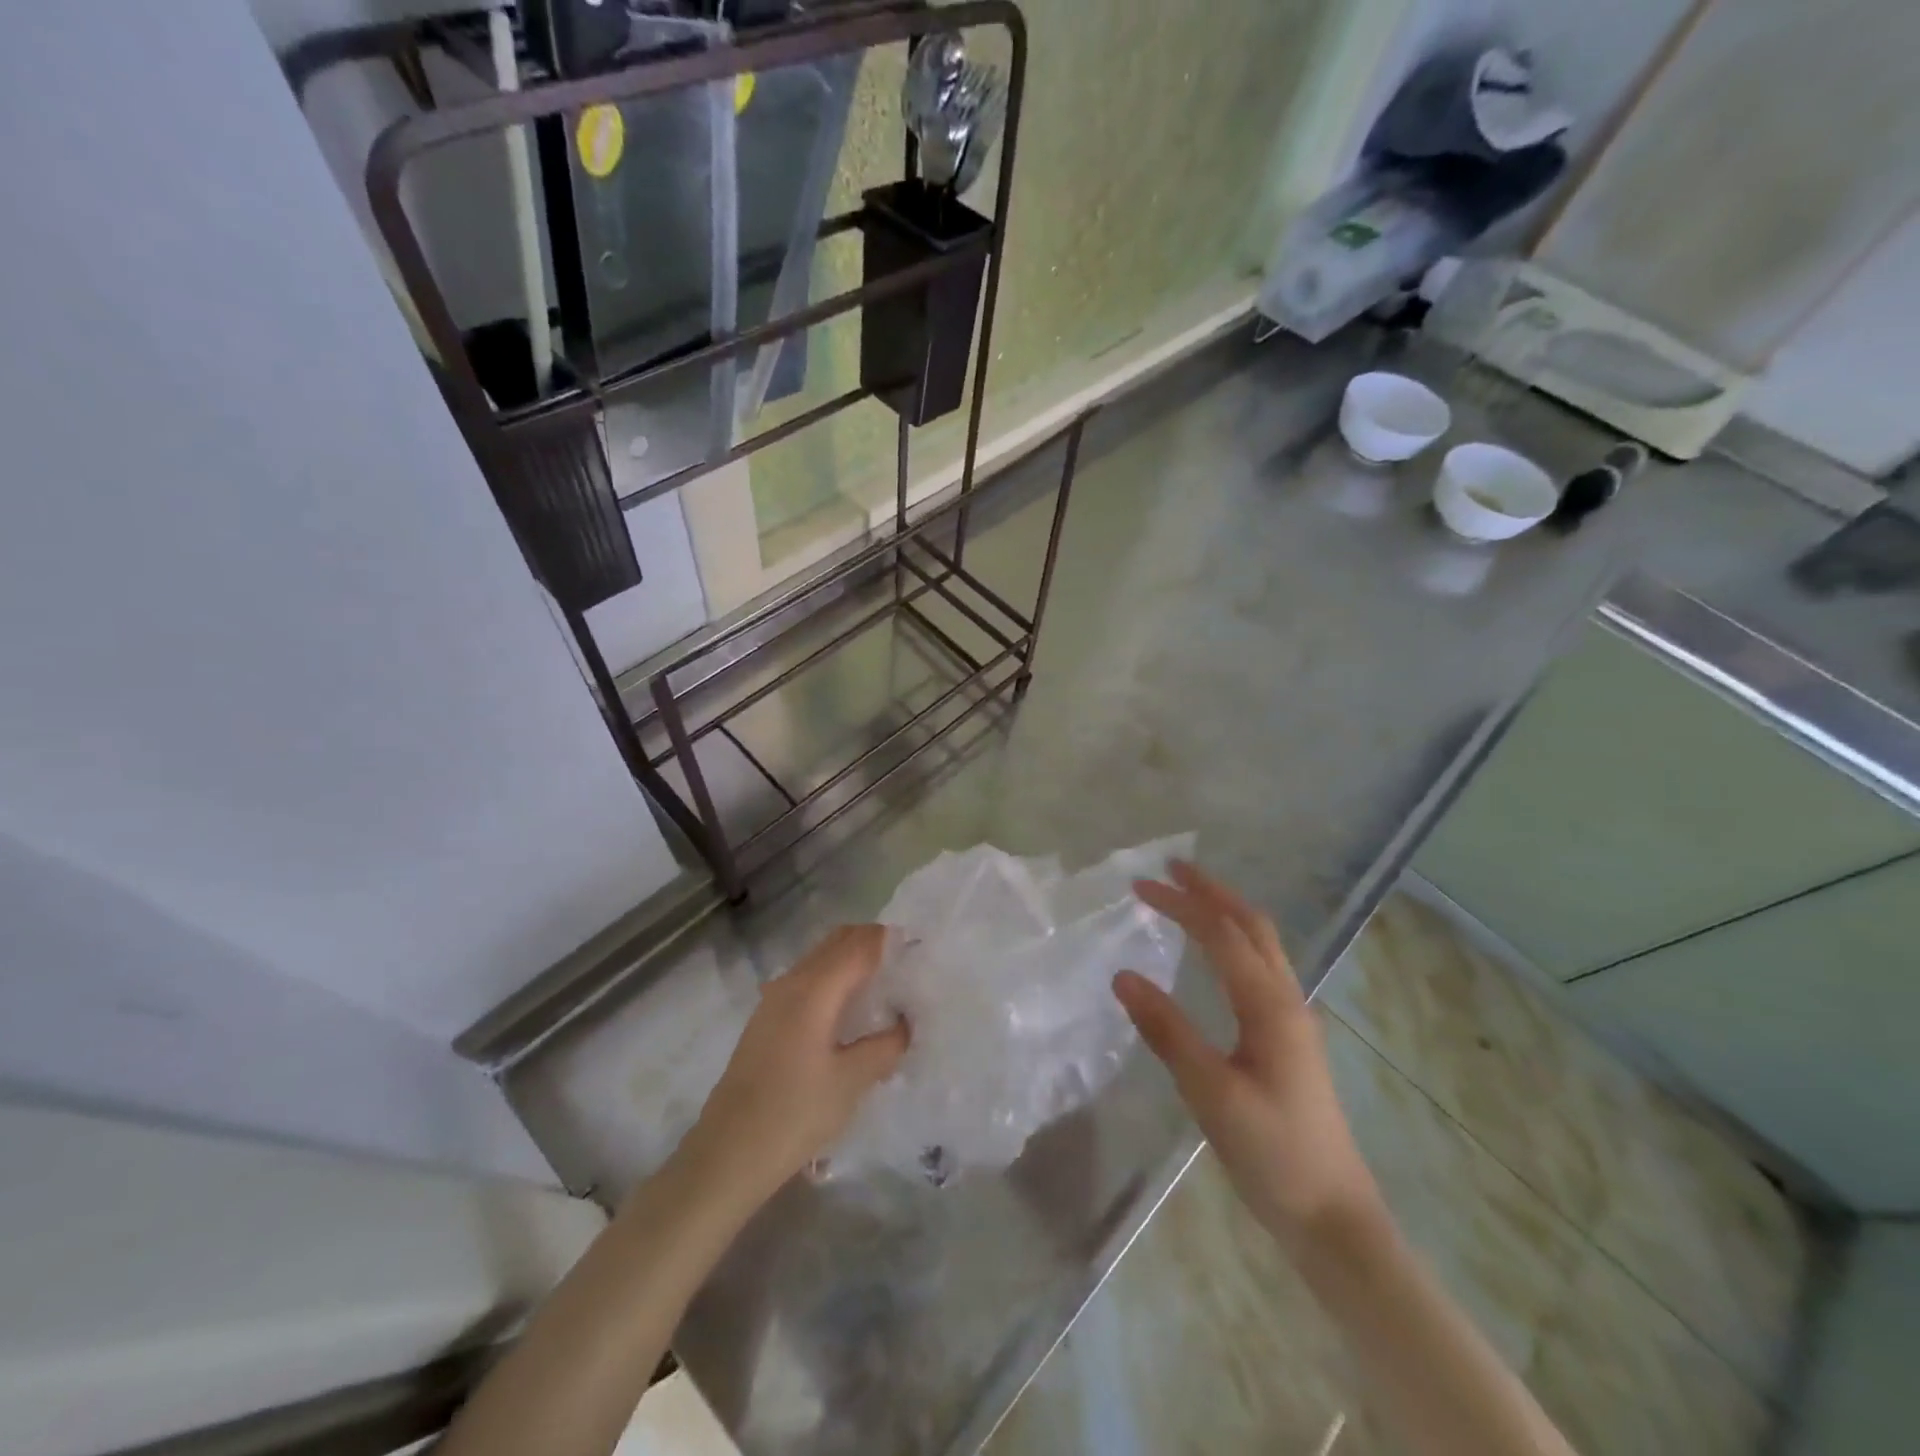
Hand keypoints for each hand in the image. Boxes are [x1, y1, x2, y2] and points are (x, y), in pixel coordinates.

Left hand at [685, 925, 908, 1204]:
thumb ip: (885, 1045)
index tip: (922, 951)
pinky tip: (850, 1010)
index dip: (892, 941)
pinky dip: (835, 977)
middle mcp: (792, 981)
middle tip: (907, 966)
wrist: (727, 1154)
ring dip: (853, 960)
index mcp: (815, 989)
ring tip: (885, 986)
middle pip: (839, 941)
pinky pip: (809, 978)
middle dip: (874, 944)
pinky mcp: (767, 1018)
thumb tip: (905, 1022)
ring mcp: (774, 998)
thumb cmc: (794, 1114)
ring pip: (821, 958)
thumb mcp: (851, 1082)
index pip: (861, 945)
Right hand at [1114, 862, 1380, 1246]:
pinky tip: (1216, 955)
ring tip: (1189, 898)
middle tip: (1171, 870)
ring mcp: (1293, 1018)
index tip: (1140, 886)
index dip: (1181, 904)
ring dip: (1226, 912)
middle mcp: (1286, 999)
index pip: (1221, 934)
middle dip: (1212, 891)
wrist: (1333, 1217)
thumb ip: (1167, 1031)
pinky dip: (1234, 941)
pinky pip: (1261, 967)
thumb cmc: (1272, 1154)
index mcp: (1269, 1006)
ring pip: (1261, 944)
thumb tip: (1123, 975)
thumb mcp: (1211, 1093)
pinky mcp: (1289, 1038)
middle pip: (1252, 925)